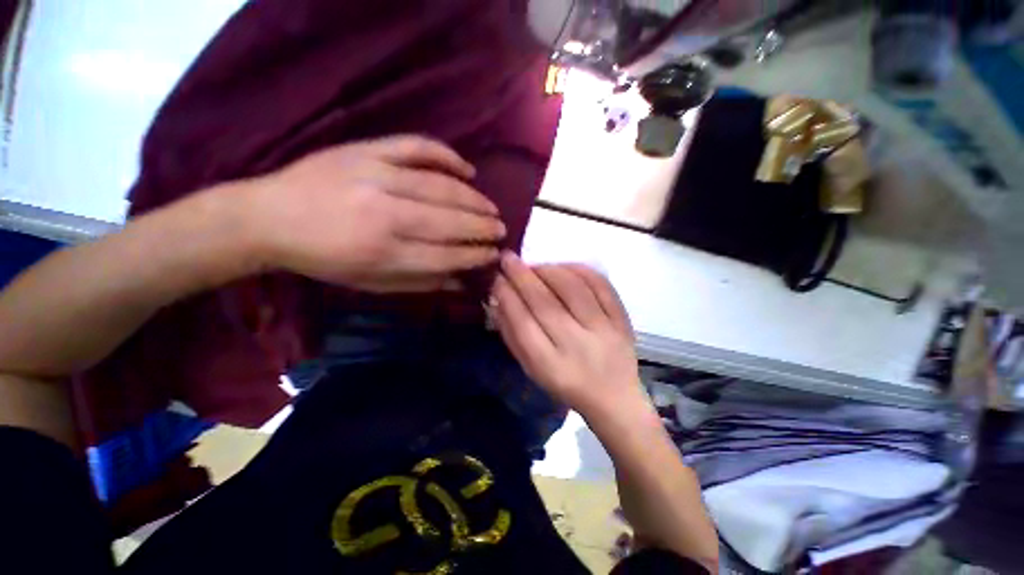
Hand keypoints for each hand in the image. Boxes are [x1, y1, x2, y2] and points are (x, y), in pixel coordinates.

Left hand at [247, 135, 504, 291]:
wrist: (269, 217)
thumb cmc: (324, 259)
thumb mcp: (370, 284)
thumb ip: (419, 283)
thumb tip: (460, 281)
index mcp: (383, 254)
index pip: (446, 256)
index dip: (475, 255)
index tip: (493, 255)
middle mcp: (386, 215)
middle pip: (450, 222)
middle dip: (482, 228)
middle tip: (501, 230)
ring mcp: (377, 176)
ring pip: (442, 187)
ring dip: (474, 200)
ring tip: (492, 209)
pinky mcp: (367, 150)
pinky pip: (417, 147)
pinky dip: (448, 156)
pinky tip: (468, 170)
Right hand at [490, 253, 641, 417]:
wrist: (613, 397)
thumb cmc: (565, 384)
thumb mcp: (531, 369)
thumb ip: (513, 336)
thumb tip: (499, 298)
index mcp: (550, 365)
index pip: (522, 323)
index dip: (507, 296)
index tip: (496, 277)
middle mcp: (577, 346)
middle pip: (545, 303)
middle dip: (522, 276)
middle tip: (508, 258)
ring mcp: (604, 331)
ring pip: (573, 289)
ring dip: (549, 270)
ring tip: (535, 266)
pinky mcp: (622, 320)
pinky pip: (601, 286)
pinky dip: (580, 270)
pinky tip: (564, 267)